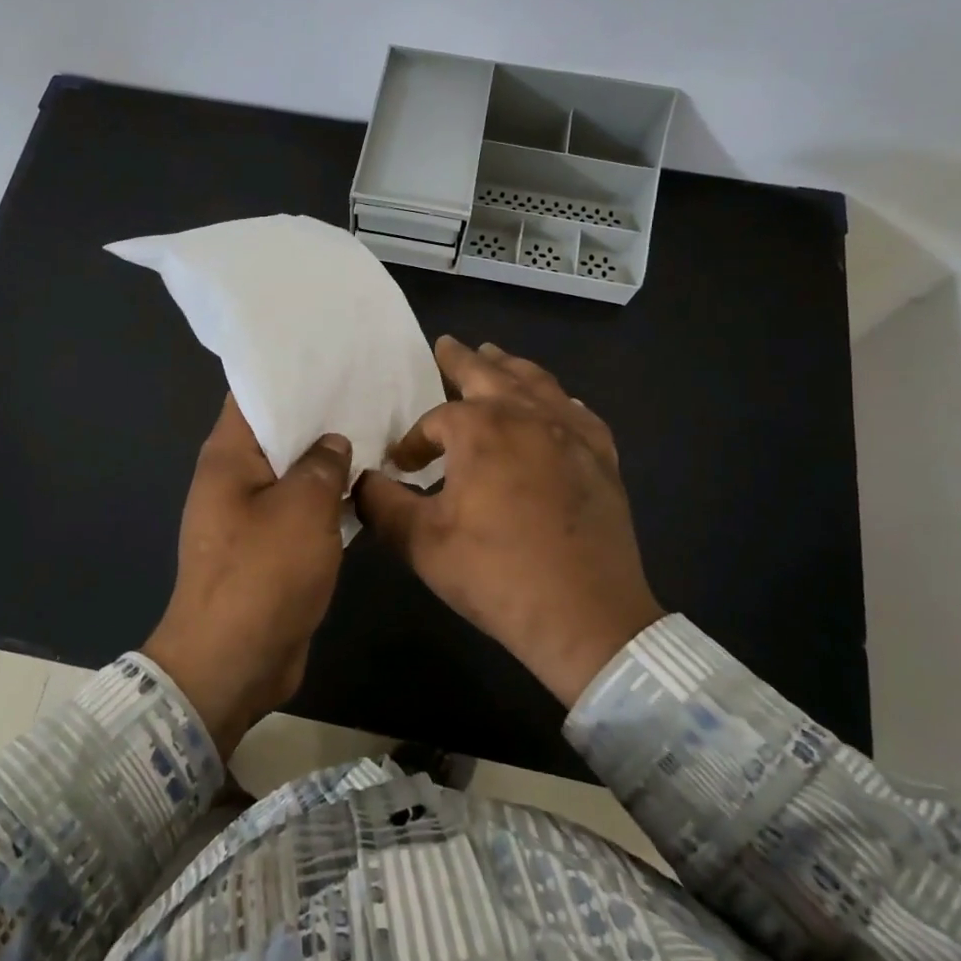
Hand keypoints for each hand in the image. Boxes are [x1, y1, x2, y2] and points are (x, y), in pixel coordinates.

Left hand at [143, 395, 351, 758]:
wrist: (233, 664)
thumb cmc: (262, 574)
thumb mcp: (303, 508)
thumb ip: (323, 464)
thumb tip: (333, 442)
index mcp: (228, 456)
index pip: (253, 393)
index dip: (289, 372)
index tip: (331, 357)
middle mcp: (233, 478)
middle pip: (277, 431)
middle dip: (318, 414)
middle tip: (368, 390)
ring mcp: (249, 515)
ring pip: (293, 472)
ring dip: (327, 459)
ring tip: (376, 430)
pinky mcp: (268, 547)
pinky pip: (300, 509)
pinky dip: (327, 497)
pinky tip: (366, 485)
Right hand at [358, 336, 660, 706]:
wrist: (586, 616)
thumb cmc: (497, 575)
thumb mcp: (422, 543)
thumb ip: (382, 504)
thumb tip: (359, 481)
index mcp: (481, 430)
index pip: (435, 420)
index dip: (414, 441)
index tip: (402, 466)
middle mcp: (527, 416)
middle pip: (489, 373)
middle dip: (462, 359)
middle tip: (447, 344)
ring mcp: (571, 433)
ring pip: (537, 382)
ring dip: (510, 367)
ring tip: (495, 356)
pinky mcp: (601, 457)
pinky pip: (578, 413)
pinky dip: (559, 401)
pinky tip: (556, 405)